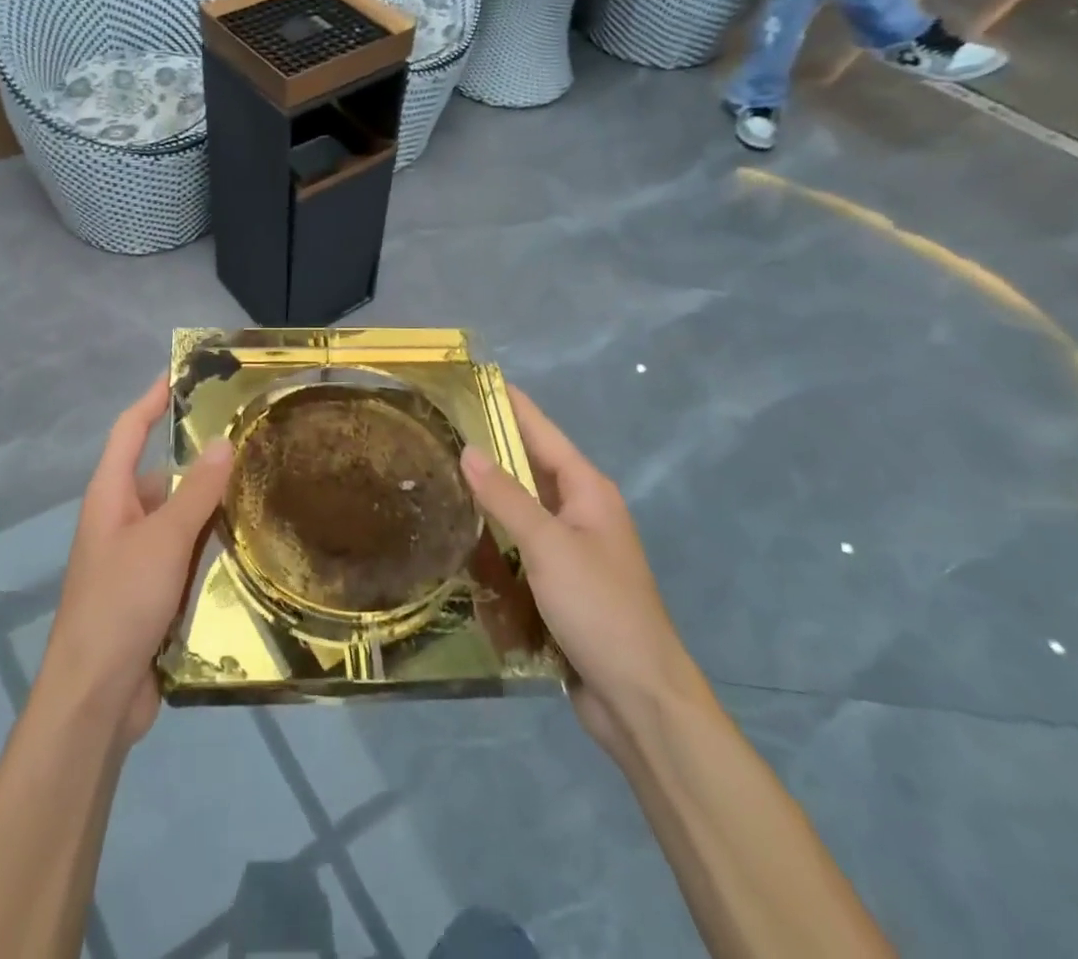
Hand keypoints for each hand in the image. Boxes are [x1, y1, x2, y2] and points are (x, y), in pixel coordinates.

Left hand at [37, 375, 232, 747]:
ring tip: (260, 488)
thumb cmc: (121, 602)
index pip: (130, 431)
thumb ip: (195, 491)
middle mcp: (120, 519)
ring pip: (177, 517)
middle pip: (160, 475)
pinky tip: (246, 545)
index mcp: (110, 496)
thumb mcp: (164, 540)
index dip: (152, 400)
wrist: (95, 697)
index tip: (180, 374)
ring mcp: (135, 558)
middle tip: (249, 443)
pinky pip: (184, 554)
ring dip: (209, 507)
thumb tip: (222, 441)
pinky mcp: (150, 592)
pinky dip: (208, 545)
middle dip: (199, 461)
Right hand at [460, 386, 708, 755]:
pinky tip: (459, 530)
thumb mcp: (548, 545)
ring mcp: (570, 549)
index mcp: (588, 491)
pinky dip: (492, 532)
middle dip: (489, 445)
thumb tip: (468, 449)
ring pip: (521, 506)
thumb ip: (506, 496)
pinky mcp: (558, 583)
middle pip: (529, 466)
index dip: (509, 404)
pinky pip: (519, 544)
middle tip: (438, 426)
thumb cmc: (599, 608)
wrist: (639, 699)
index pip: (541, 432)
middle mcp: (581, 511)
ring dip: (487, 491)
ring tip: (438, 470)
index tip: (472, 379)